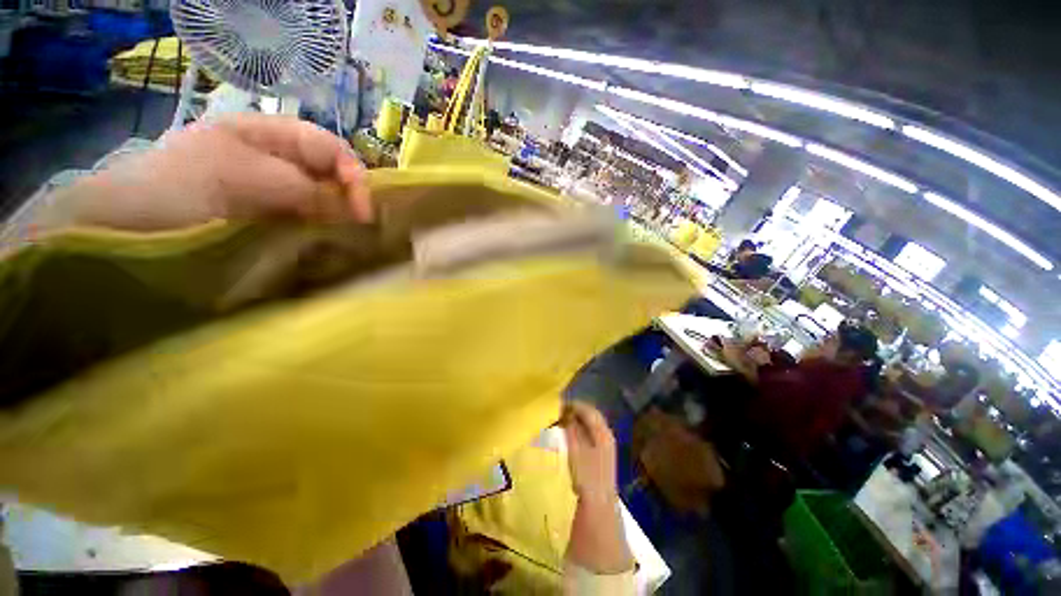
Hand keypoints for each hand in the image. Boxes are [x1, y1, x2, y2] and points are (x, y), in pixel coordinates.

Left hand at [47, 114, 371, 231]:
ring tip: (347, 239)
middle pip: (328, 173)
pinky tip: (324, 242)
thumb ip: (307, 191)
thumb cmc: (184, 186)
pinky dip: (319, 229)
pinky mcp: (265, 215)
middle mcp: (275, 157)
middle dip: (348, 198)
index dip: (354, 177)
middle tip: (358, 229)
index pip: (330, 149)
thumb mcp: (249, 178)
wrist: (130, 222)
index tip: (364, 213)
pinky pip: (303, 218)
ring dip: (336, 216)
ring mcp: (270, 187)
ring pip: (319, 197)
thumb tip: (354, 211)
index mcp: (270, 134)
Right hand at [561, 402, 617, 503]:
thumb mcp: (575, 450)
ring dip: (578, 419)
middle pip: (592, 415)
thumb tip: (566, 413)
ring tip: (562, 421)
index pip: (588, 410)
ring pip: (592, 424)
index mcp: (602, 432)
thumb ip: (571, 430)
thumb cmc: (586, 476)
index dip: (574, 405)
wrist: (600, 504)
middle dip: (576, 411)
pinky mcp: (603, 453)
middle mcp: (606, 434)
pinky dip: (581, 429)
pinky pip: (592, 433)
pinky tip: (571, 434)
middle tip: (559, 411)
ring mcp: (607, 444)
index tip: (558, 405)